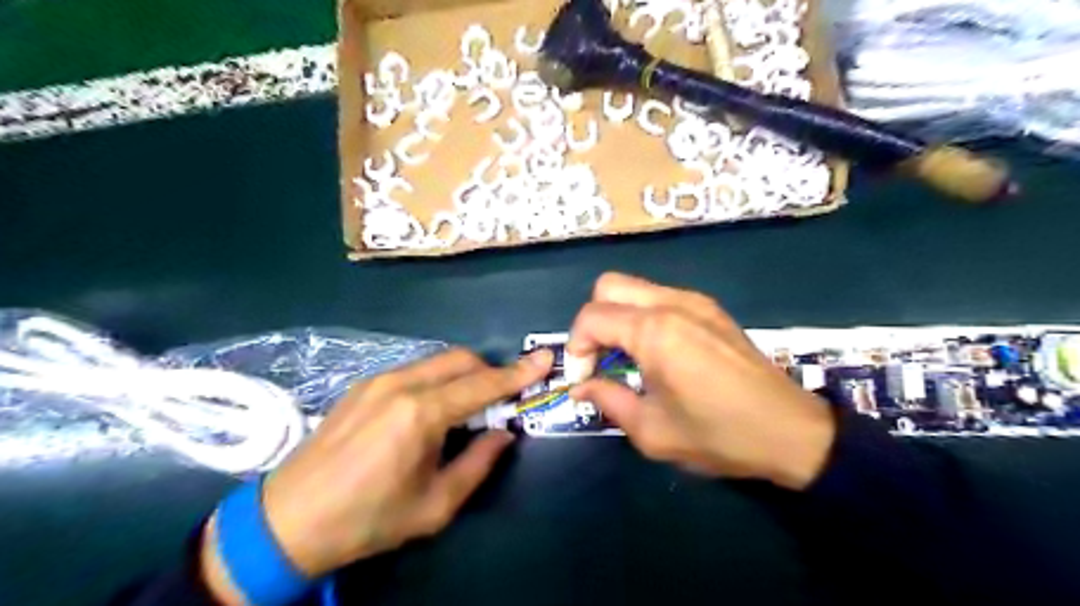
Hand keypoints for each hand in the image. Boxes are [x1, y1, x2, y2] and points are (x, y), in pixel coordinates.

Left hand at [200, 348, 552, 598]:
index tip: (544, 360)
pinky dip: (437, 380)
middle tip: (503, 398)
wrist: (287, 521)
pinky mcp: (363, 385)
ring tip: (467, 409)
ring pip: (438, 361)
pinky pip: (415, 370)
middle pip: (461, 359)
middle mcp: (401, 384)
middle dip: (490, 371)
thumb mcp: (435, 505)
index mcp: (421, 414)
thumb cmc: (367, 519)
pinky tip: (431, 410)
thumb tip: (504, 434)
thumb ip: (478, 463)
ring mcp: (378, 380)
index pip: (482, 384)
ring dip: (463, 375)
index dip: (518, 373)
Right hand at [566, 273, 832, 489]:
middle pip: (608, 286)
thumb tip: (581, 388)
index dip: (575, 348)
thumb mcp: (652, 430)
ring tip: (627, 357)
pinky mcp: (711, 309)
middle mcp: (671, 303)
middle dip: (592, 321)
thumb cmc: (718, 435)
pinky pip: (661, 297)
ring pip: (635, 287)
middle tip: (600, 358)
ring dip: (618, 315)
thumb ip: (608, 400)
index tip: (583, 379)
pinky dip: (643, 315)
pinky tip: (657, 351)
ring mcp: (695, 301)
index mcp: (654, 331)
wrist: (790, 431)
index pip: (591, 317)